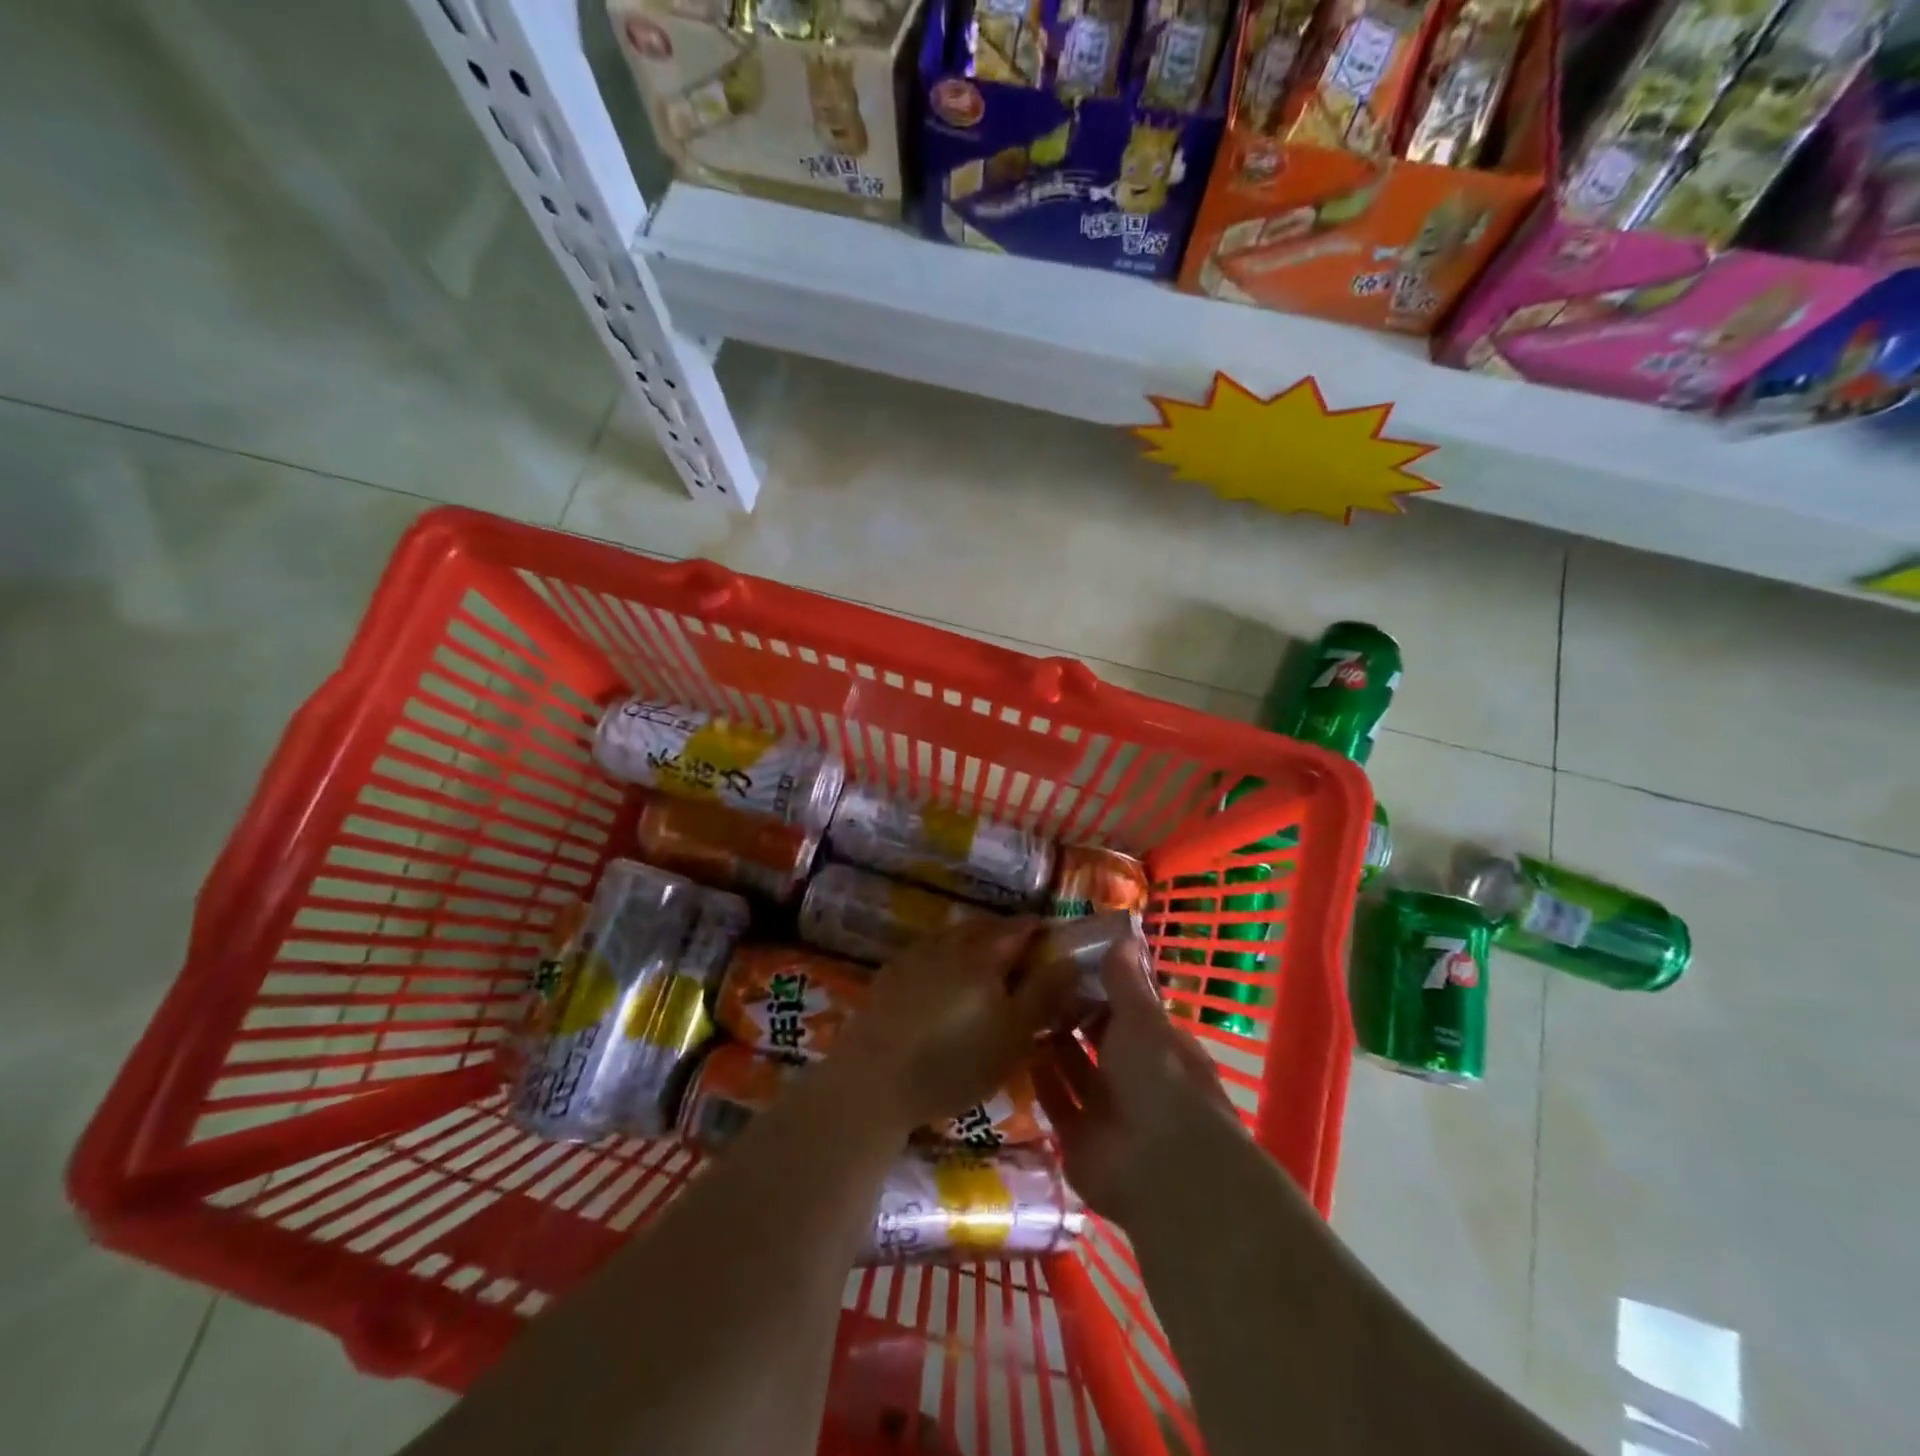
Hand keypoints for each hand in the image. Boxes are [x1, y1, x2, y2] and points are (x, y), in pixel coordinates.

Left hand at [833, 916, 1079, 1132]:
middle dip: (1007, 937)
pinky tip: (944, 987)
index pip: (1021, 927)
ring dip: (975, 947)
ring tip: (985, 975)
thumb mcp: (1014, 1036)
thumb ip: (1045, 994)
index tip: (1055, 947)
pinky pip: (929, 955)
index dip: (1042, 933)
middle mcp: (949, 942)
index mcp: (984, 953)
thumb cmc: (955, 1063)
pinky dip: (946, 961)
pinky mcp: (890, 975)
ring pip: (955, 938)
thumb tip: (1070, 959)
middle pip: (985, 927)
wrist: (873, 1081)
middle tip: (1023, 962)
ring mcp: (915, 955)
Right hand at [1033, 941, 1243, 1225]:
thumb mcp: (1144, 1020)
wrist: (1162, 1170)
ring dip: (1051, 1046)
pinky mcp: (1079, 1141)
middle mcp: (1135, 1078)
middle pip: (1098, 1041)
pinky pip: (1055, 1104)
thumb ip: (1126, 982)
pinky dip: (1039, 1082)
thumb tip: (1122, 936)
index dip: (1100, 987)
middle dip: (1071, 1015)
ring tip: (1015, 1009)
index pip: (1127, 1009)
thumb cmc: (1161, 1081)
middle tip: (1030, 981)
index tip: (1066, 961)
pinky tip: (1012, 1052)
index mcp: (1160, 1048)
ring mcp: (1107, 1112)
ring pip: (1074, 1071)